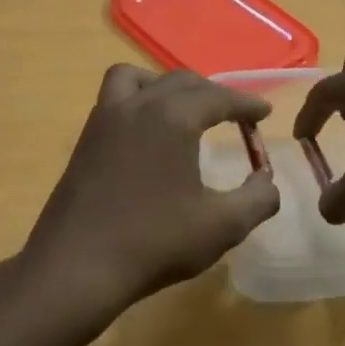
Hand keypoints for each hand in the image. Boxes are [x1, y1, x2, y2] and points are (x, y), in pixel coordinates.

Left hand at [20, 66, 281, 325]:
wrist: (76, 266)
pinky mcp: (84, 140)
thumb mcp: (221, 226)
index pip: (217, 97)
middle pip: (180, 81)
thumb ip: (257, 199)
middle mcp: (137, 105)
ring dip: (165, 85)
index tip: (264, 112)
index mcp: (172, 117)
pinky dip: (137, 101)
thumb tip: (267, 182)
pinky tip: (146, 136)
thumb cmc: (154, 242)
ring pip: (136, 78)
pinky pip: (114, 99)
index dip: (246, 103)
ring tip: (182, 110)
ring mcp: (104, 119)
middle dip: (212, 93)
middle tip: (233, 114)